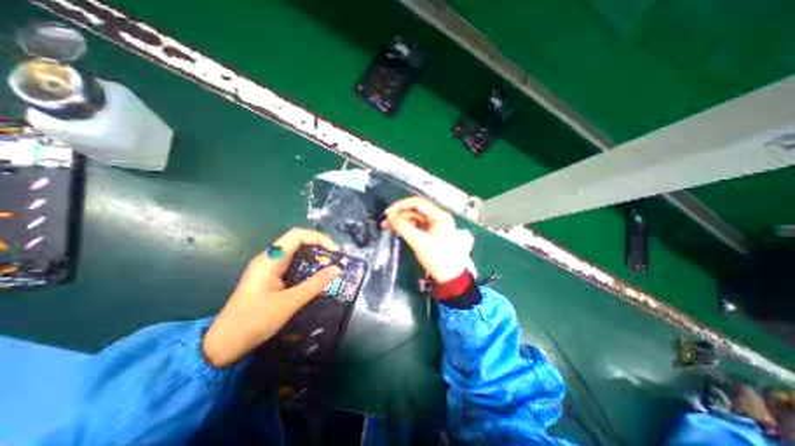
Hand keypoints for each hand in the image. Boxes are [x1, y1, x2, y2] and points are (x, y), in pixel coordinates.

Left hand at [203, 228, 340, 367]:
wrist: (224, 345)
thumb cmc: (254, 321)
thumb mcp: (290, 302)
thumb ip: (315, 284)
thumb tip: (337, 269)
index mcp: (270, 259)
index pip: (297, 235)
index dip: (319, 238)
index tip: (334, 252)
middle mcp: (269, 259)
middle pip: (298, 242)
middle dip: (319, 248)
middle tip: (335, 261)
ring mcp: (269, 268)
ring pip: (296, 254)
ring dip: (314, 259)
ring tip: (329, 269)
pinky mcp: (270, 278)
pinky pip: (292, 266)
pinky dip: (307, 268)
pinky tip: (315, 279)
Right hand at [384, 198, 467, 281]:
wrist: (450, 276)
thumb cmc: (438, 259)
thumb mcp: (419, 242)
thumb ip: (404, 227)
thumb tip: (392, 218)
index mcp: (439, 216)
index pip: (417, 203)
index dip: (401, 206)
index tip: (389, 212)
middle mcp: (439, 217)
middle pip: (416, 209)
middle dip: (400, 214)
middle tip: (387, 221)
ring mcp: (436, 224)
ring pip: (416, 217)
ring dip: (403, 221)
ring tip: (389, 227)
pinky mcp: (433, 231)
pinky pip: (418, 225)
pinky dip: (408, 226)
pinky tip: (399, 230)